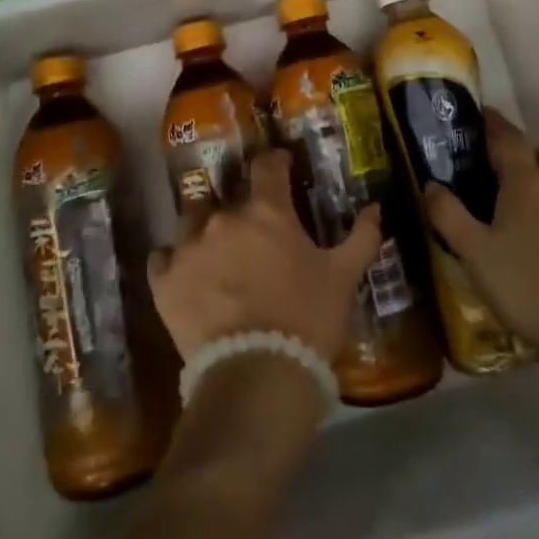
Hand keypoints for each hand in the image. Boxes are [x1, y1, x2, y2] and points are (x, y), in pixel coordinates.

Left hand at [148, 149, 384, 362]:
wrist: (256, 376)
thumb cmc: (307, 320)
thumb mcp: (343, 278)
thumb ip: (361, 237)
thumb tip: (375, 207)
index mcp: (266, 211)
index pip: (267, 165)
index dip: (275, 162)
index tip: (281, 166)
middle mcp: (222, 218)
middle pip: (227, 196)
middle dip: (240, 207)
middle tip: (252, 230)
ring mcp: (187, 248)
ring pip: (192, 222)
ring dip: (204, 230)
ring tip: (216, 253)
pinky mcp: (164, 281)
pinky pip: (162, 258)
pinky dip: (173, 262)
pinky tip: (184, 275)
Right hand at [421, 108, 538, 355]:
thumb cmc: (525, 288)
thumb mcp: (473, 254)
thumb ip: (448, 215)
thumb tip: (430, 184)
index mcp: (527, 183)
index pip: (509, 138)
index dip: (494, 123)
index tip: (482, 113)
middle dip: (525, 154)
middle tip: (502, 170)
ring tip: (527, 205)